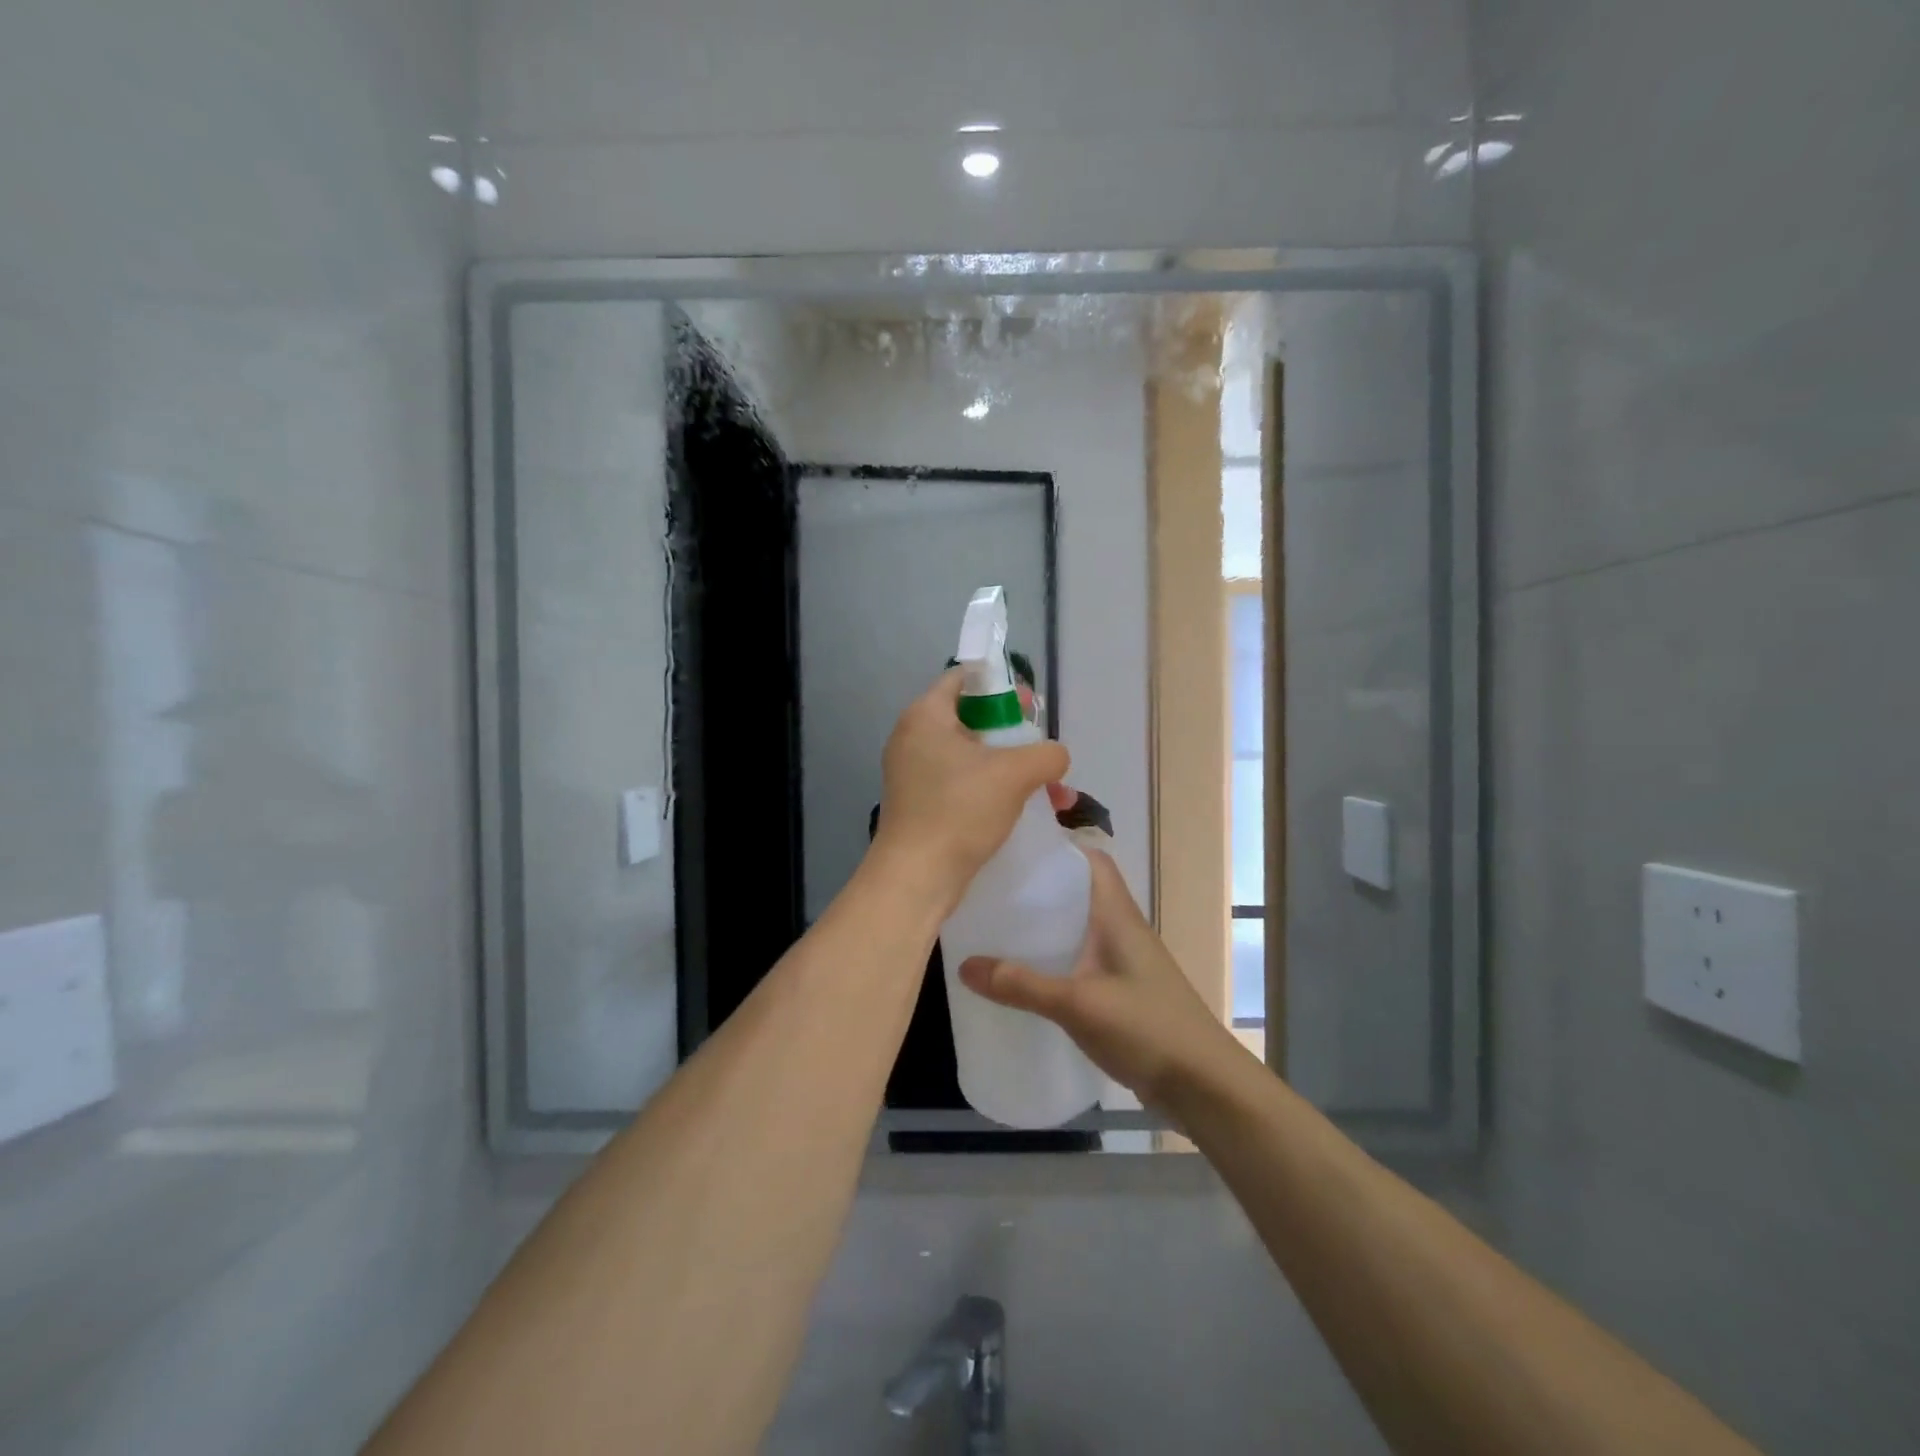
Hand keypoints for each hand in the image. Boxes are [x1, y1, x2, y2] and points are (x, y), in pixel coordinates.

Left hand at [872, 669, 1068, 909]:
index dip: (1000, 685)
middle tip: (1040, 746)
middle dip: (1012, 733)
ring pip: (970, 756)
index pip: (963, 679)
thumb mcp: (1015, 774)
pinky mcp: (919, 803)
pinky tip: (1022, 809)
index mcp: (926, 716)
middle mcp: (913, 738)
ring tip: (1048, 790)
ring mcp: (912, 773)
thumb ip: (1047, 754)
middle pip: (970, 719)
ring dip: (1009, 767)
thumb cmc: (960, 810)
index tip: (1029, 706)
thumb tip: (1054, 757)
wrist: (917, 876)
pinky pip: (960, 783)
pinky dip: (991, 789)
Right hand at [958, 849, 1236, 1109]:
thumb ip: (1022, 985)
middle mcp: (1121, 929)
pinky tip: (1025, 977)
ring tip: (997, 928)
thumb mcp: (1078, 1004)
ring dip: (1044, 926)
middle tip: (991, 891)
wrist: (1203, 1085)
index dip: (1058, 848)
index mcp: (1117, 914)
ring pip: (1077, 928)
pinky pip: (1080, 961)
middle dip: (1038, 889)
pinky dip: (1053, 960)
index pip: (1091, 860)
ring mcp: (1123, 962)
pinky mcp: (1120, 991)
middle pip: (1077, 893)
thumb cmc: (1147, 1027)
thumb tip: (964, 965)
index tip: (1014, 849)